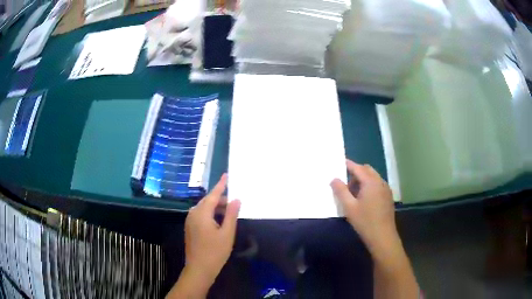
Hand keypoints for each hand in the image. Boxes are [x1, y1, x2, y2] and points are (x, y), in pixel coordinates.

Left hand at [184, 174, 240, 284]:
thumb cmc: (215, 252)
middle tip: (234, 203)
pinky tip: (219, 222)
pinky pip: (201, 215)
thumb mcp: (227, 233)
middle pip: (207, 201)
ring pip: (204, 209)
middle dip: (220, 200)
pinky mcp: (190, 228)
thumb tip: (236, 199)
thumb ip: (231, 214)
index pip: (212, 195)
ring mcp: (190, 221)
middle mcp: (193, 214)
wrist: (199, 269)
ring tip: (229, 213)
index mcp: (201, 213)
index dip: (220, 185)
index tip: (226, 175)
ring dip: (216, 208)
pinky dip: (210, 215)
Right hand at [330, 160, 399, 257]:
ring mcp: (386, 189)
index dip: (349, 164)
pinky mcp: (388, 197)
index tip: (341, 162)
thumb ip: (341, 191)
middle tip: (346, 183)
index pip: (358, 168)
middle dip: (356, 172)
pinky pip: (378, 184)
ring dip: (363, 179)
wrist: (383, 236)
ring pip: (373, 177)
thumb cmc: (365, 222)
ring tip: (354, 193)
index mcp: (371, 182)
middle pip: (367, 170)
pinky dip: (370, 185)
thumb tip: (334, 179)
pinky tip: (364, 199)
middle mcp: (380, 182)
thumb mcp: (349, 207)